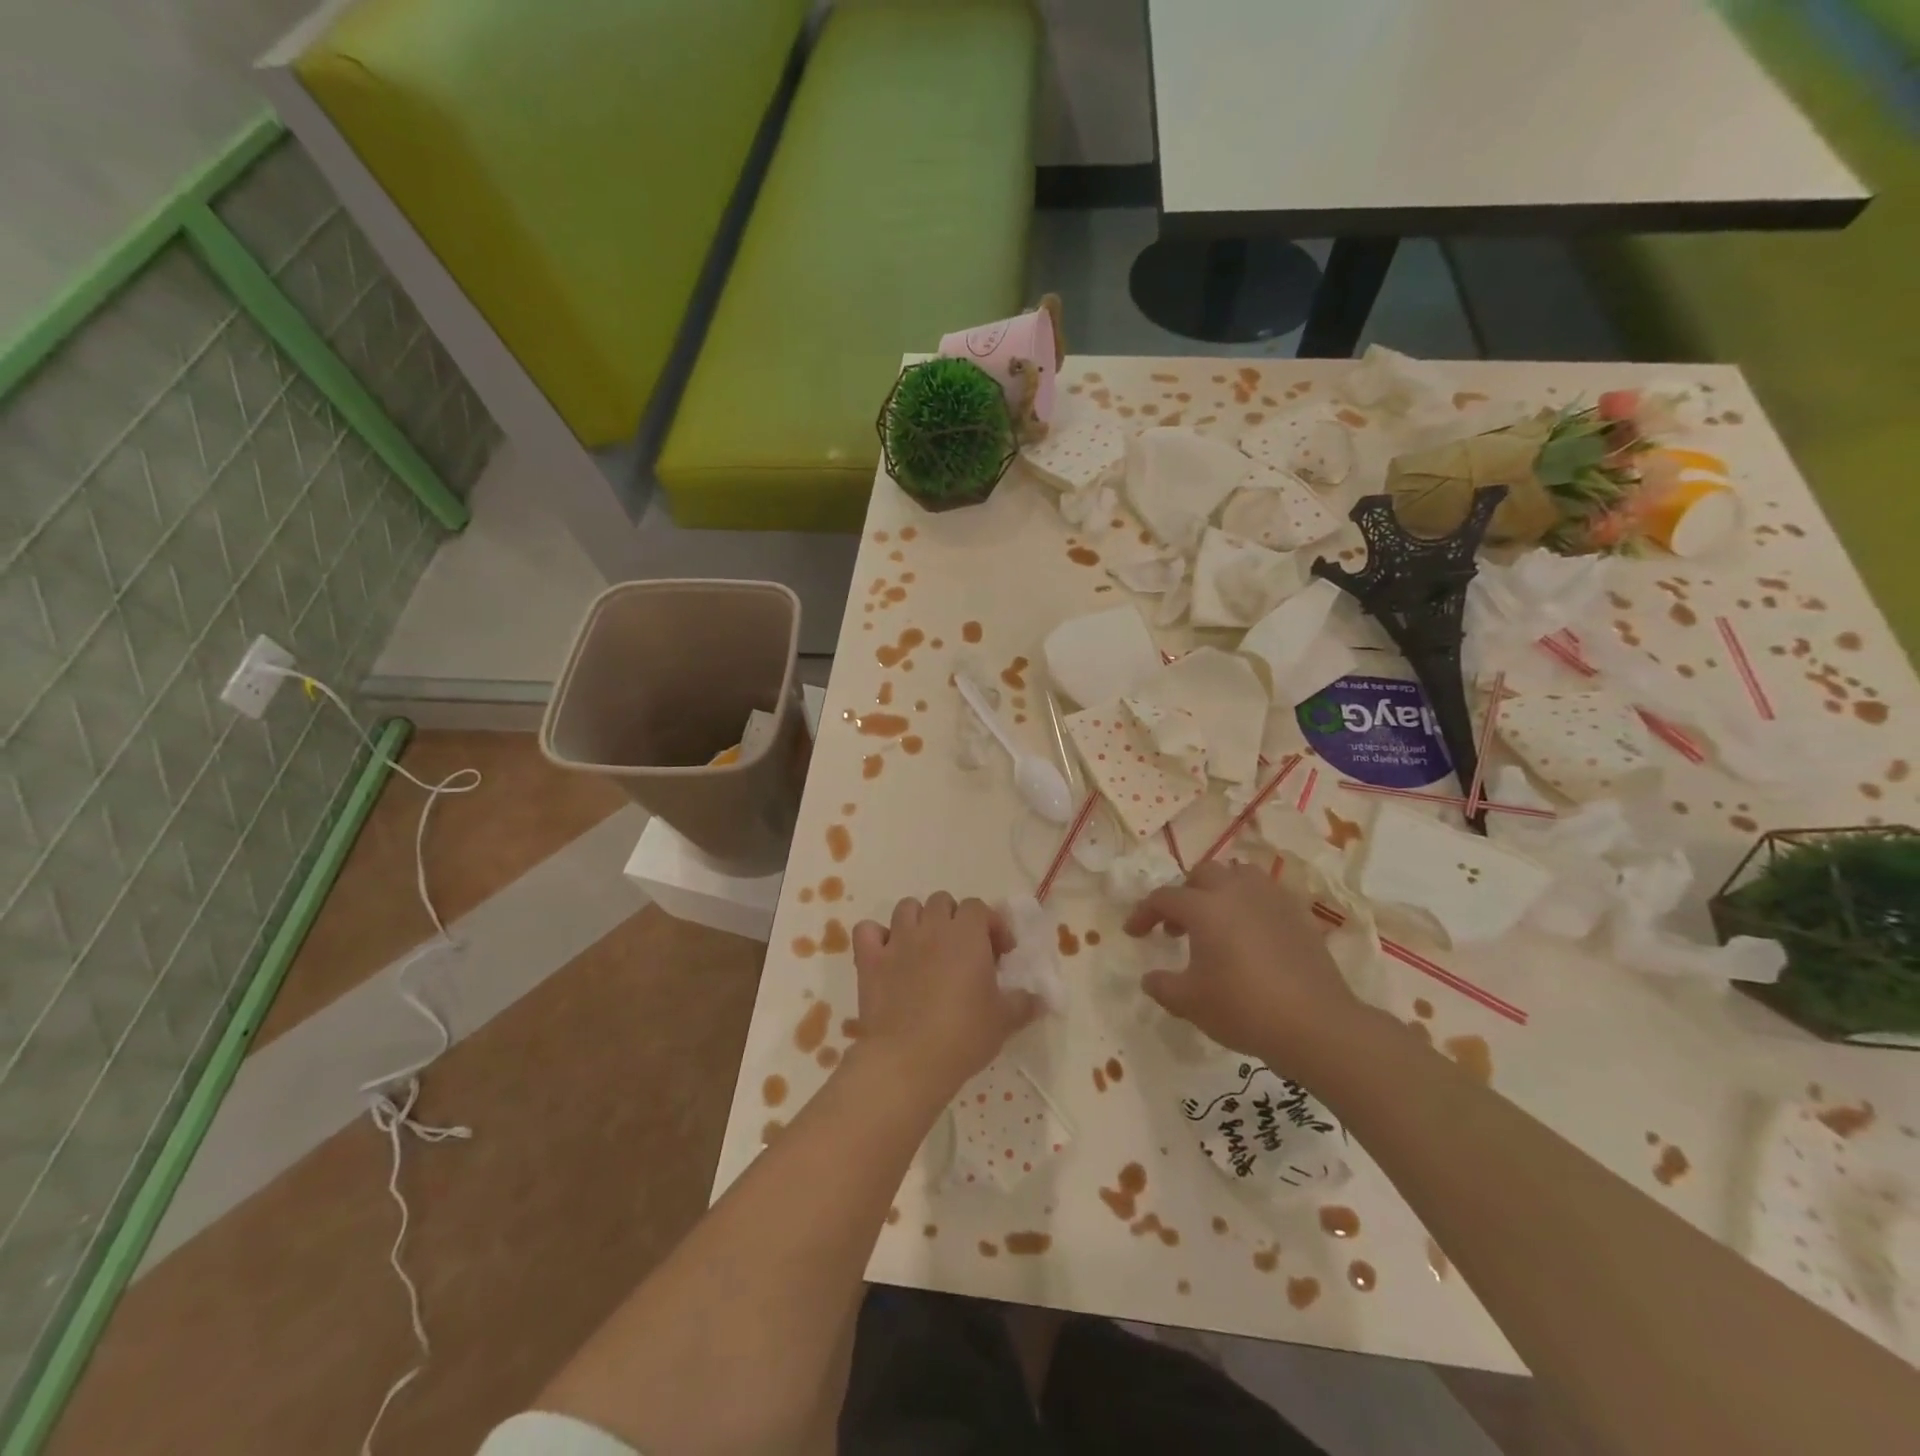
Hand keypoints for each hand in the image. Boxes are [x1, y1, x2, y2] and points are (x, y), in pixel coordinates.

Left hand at [850, 894, 1037, 1102]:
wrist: (907, 1060)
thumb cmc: (963, 1035)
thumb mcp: (1005, 1021)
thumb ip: (1024, 1003)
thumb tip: (1040, 999)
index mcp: (967, 934)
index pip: (978, 907)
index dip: (991, 925)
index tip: (999, 954)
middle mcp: (931, 927)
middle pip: (942, 902)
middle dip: (954, 919)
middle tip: (963, 951)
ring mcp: (897, 941)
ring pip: (906, 908)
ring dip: (918, 921)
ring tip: (926, 949)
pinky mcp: (870, 960)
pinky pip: (868, 931)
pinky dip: (877, 937)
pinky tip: (887, 956)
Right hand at [1124, 861, 1366, 1069]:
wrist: (1315, 1024)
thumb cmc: (1243, 1008)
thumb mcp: (1190, 1003)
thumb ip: (1162, 986)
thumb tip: (1149, 978)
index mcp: (1204, 908)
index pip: (1164, 898)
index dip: (1143, 913)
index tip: (1133, 934)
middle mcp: (1236, 892)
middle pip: (1203, 875)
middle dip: (1184, 894)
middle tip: (1176, 927)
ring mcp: (1271, 899)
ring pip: (1239, 875)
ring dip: (1220, 891)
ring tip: (1216, 921)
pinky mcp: (1298, 915)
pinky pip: (1267, 895)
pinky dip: (1250, 905)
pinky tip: (1250, 934)